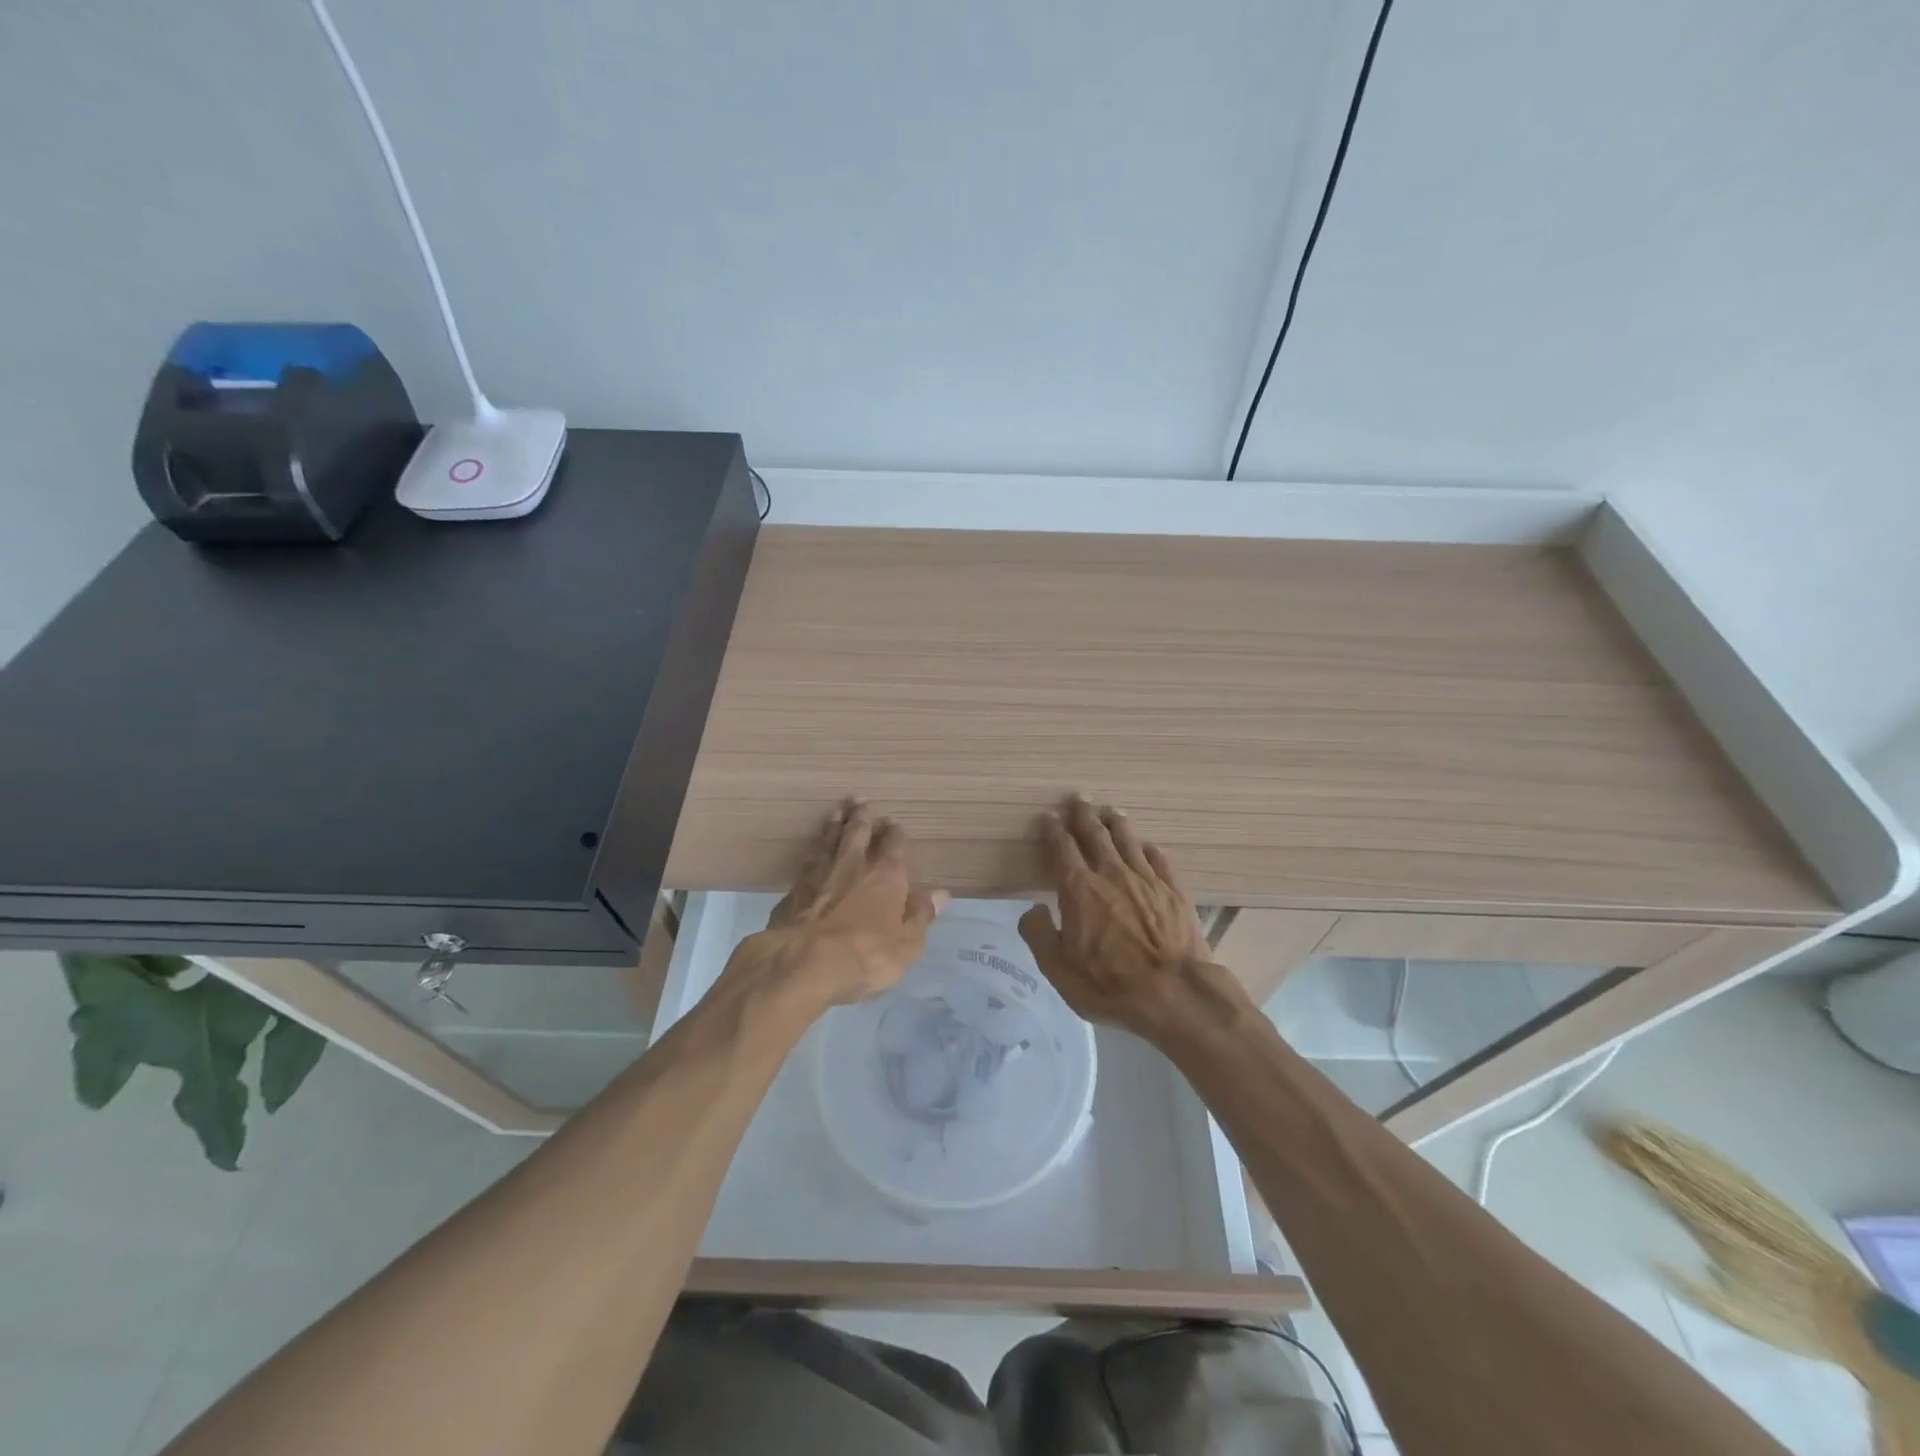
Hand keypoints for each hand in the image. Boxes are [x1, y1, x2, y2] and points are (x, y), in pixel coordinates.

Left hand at [730, 800, 945, 1013]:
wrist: (801, 961)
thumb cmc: (865, 955)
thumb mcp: (906, 945)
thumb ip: (920, 916)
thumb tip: (940, 894)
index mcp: (886, 875)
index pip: (894, 845)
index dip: (895, 833)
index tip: (894, 823)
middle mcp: (853, 864)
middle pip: (857, 832)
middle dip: (861, 816)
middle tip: (860, 800)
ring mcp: (820, 873)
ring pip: (830, 839)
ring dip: (835, 824)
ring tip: (837, 812)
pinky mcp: (794, 887)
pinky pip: (809, 858)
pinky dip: (815, 848)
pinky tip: (814, 849)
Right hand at [1018, 797, 1233, 1039]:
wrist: (1175, 994)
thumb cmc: (1110, 985)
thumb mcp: (1058, 970)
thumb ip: (1039, 935)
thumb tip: (1032, 910)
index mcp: (1079, 889)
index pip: (1062, 848)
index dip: (1053, 830)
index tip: (1049, 816)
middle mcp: (1111, 874)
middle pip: (1096, 834)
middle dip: (1084, 814)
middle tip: (1079, 798)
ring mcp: (1147, 879)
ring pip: (1128, 840)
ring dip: (1116, 823)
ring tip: (1110, 811)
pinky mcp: (1174, 890)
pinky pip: (1159, 859)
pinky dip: (1148, 848)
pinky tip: (1146, 845)